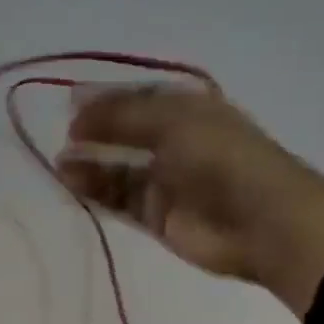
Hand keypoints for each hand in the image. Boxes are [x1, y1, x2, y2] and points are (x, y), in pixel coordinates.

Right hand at [56, 85, 323, 317]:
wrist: (264, 223)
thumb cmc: (222, 158)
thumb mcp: (171, 121)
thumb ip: (120, 114)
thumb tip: (73, 106)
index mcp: (187, 110)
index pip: (136, 99)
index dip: (103, 100)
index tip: (68, 103)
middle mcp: (175, 143)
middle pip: (124, 134)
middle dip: (93, 133)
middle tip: (61, 136)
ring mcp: (166, 182)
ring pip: (117, 169)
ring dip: (89, 165)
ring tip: (59, 164)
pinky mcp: (157, 217)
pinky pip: (119, 199)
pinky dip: (95, 192)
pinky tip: (71, 184)